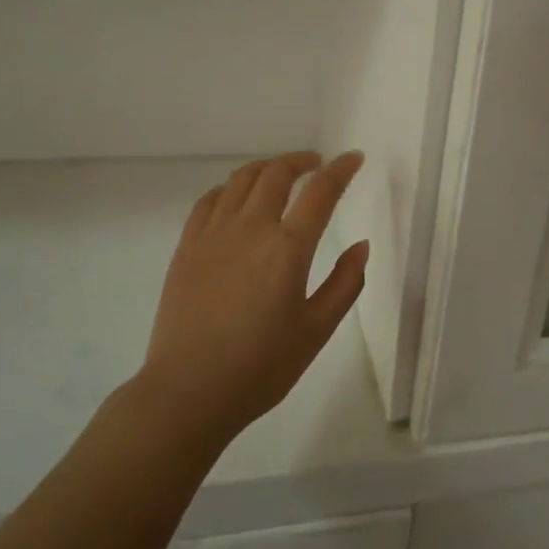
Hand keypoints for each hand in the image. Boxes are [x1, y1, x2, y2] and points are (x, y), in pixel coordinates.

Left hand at [139, 150, 367, 446]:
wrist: (189, 390)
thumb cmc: (261, 366)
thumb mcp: (317, 330)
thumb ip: (345, 283)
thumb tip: (361, 245)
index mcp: (288, 248)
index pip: (320, 192)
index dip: (341, 170)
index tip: (354, 158)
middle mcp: (250, 229)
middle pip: (276, 174)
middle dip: (301, 161)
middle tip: (318, 163)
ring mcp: (213, 235)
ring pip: (241, 180)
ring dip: (267, 168)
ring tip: (281, 173)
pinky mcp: (187, 247)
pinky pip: (209, 200)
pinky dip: (231, 188)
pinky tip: (238, 196)